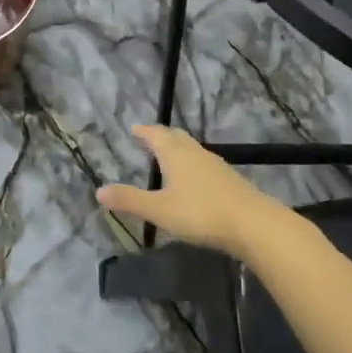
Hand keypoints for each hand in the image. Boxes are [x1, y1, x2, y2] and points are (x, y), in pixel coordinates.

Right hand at [96, 126, 281, 256]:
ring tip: (168, 157)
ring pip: (191, 149)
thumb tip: (99, 190)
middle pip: (175, 137)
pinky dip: (192, 164)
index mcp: (174, 153)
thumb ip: (130, 200)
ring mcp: (215, 164)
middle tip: (149, 138)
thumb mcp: (159, 210)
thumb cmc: (200, 213)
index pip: (155, 134)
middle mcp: (194, 152)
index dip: (144, 131)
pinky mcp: (228, 179)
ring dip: (178, 149)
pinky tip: (194, 179)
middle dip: (161, 136)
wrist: (252, 223)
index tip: (134, 128)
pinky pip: (204, 163)